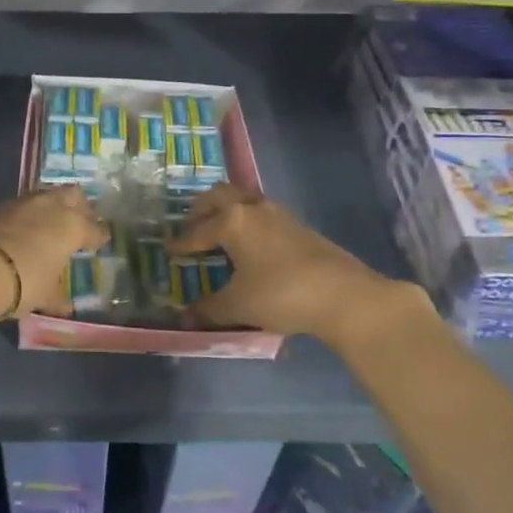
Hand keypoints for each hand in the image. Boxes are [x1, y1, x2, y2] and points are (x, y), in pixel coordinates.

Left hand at [0, 186, 106, 324]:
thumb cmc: (22, 282)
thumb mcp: (44, 294)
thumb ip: (57, 295)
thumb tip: (65, 304)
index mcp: (72, 225)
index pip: (94, 228)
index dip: (98, 235)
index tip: (100, 240)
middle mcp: (51, 206)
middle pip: (73, 195)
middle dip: (79, 207)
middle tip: (80, 222)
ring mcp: (23, 202)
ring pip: (47, 195)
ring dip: (52, 206)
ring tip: (52, 224)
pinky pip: (23, 205)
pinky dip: (28, 214)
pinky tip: (25, 228)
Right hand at [166, 184, 434, 346]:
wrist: (344, 295)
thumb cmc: (281, 294)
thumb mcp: (239, 305)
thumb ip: (209, 309)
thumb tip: (185, 316)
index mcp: (232, 221)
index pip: (197, 230)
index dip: (181, 242)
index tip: (168, 249)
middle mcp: (252, 208)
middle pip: (219, 195)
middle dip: (201, 207)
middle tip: (191, 224)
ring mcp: (278, 214)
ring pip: (243, 199)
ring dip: (227, 209)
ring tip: (219, 230)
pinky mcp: (298, 225)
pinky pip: (261, 212)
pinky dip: (247, 219)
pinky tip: (250, 242)